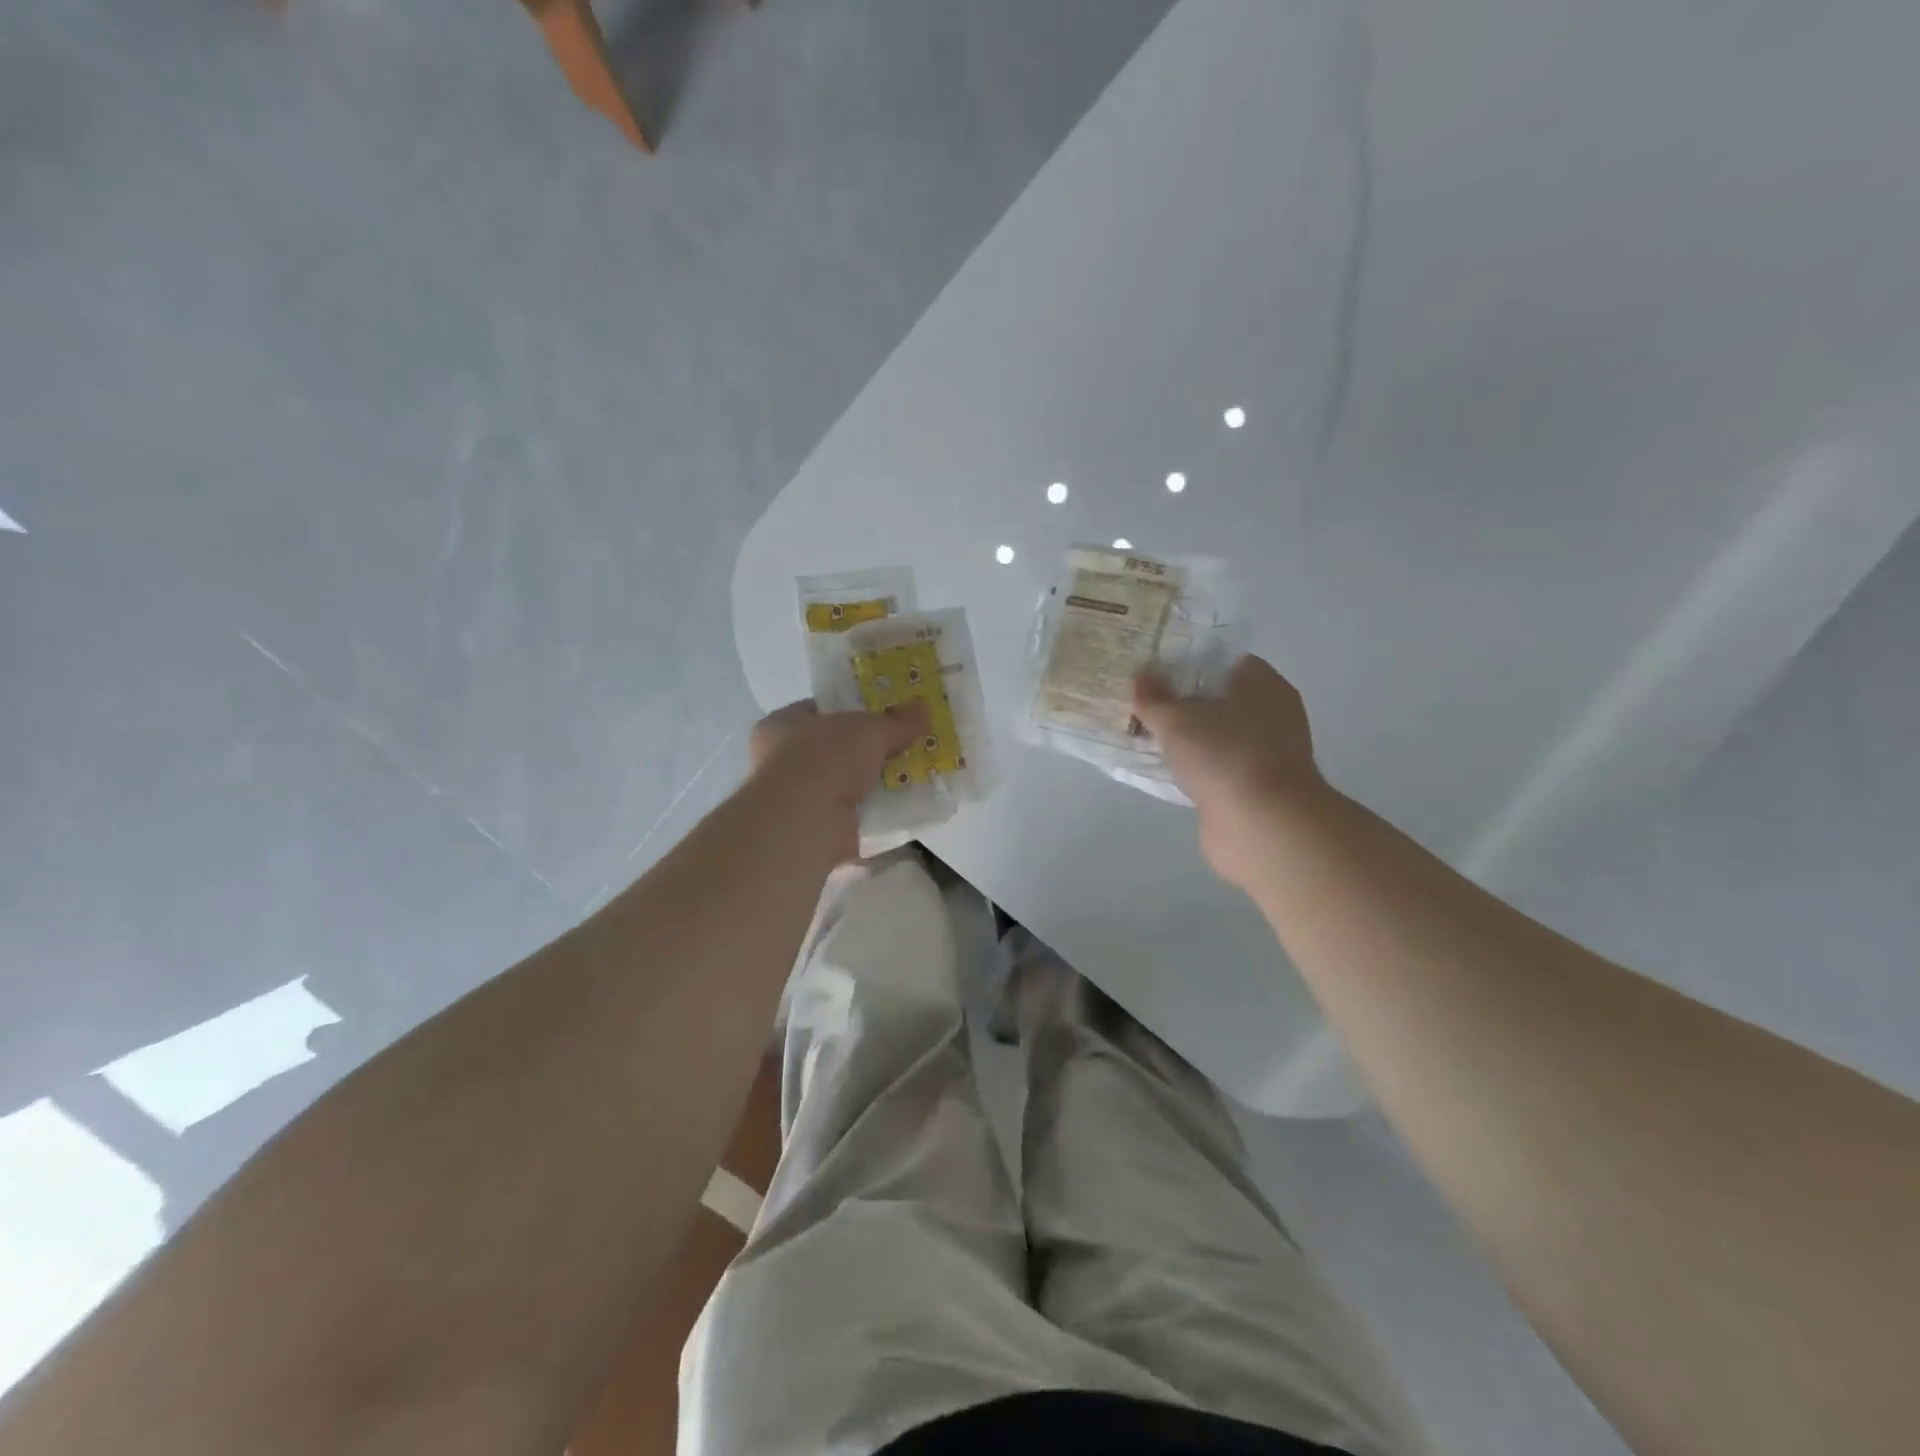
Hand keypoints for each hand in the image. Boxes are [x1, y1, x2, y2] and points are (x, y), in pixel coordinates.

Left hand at [748, 699, 930, 855]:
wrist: (805, 823)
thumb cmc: (825, 759)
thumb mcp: (869, 730)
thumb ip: (897, 721)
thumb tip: (924, 709)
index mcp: (782, 725)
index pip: (821, 710)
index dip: (853, 709)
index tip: (885, 713)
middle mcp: (782, 760)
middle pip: (836, 749)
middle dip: (869, 750)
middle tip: (905, 746)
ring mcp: (797, 799)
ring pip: (845, 783)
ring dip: (874, 783)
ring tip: (913, 777)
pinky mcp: (816, 829)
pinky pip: (854, 814)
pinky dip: (875, 812)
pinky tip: (903, 807)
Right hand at [1132, 656, 1327, 887]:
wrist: (1261, 825)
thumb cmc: (1223, 754)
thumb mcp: (1176, 719)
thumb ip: (1154, 697)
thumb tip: (1140, 676)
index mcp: (1263, 684)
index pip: (1224, 661)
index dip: (1188, 663)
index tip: (1155, 671)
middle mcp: (1272, 714)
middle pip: (1220, 699)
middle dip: (1184, 703)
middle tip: (1144, 703)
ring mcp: (1267, 754)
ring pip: (1217, 736)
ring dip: (1189, 739)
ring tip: (1147, 736)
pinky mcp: (1255, 788)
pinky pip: (1217, 767)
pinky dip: (1196, 768)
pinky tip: (1166, 770)